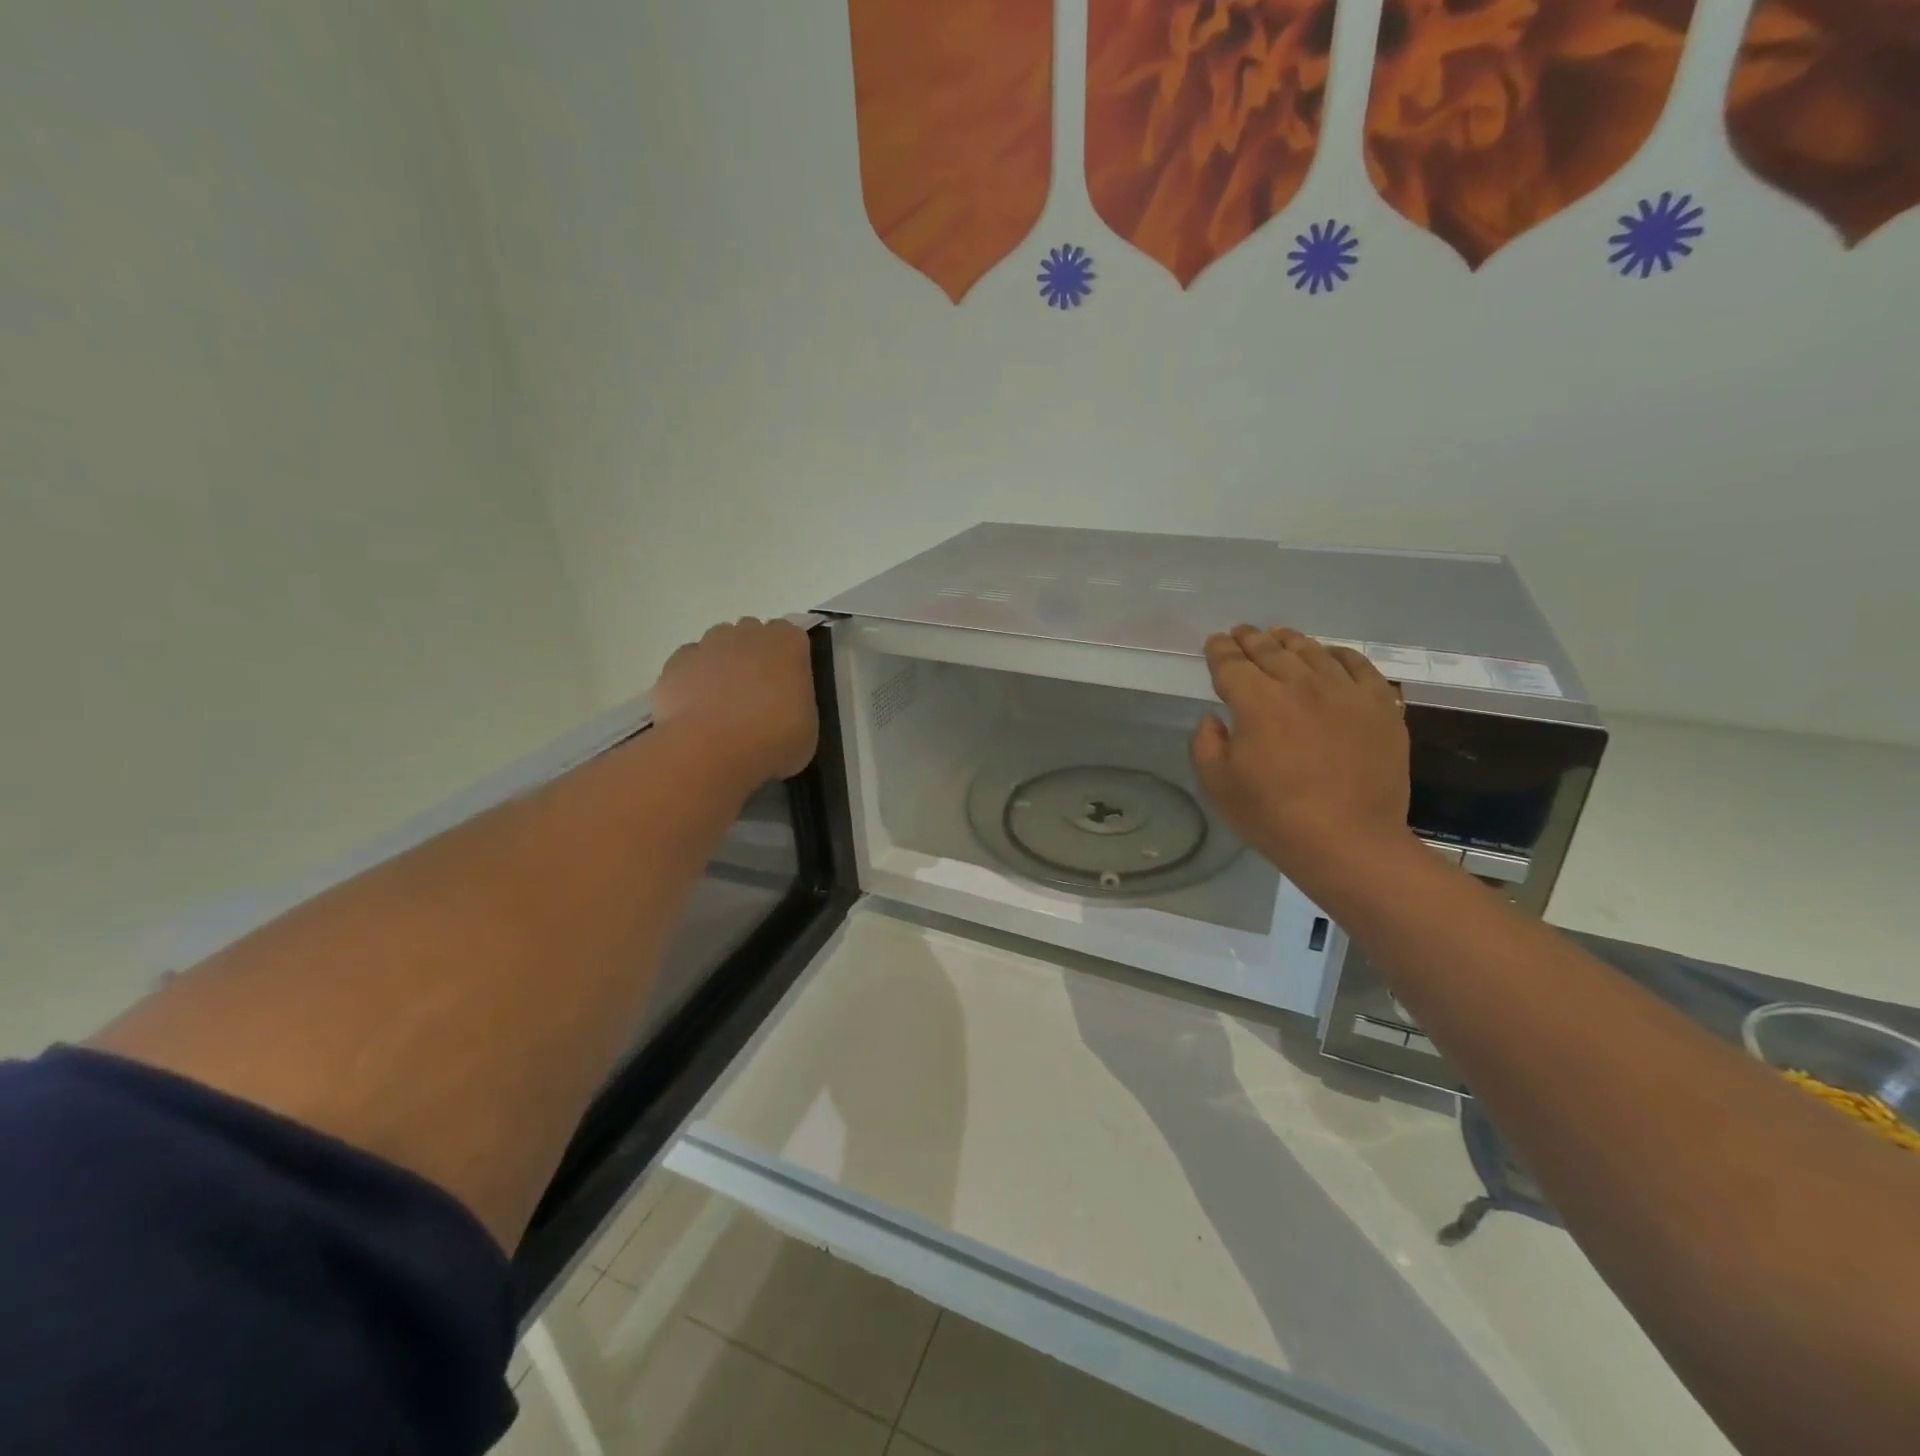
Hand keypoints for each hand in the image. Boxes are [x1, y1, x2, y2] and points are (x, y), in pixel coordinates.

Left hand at [654, 618, 818, 782]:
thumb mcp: (808, 727)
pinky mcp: (677, 663)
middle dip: (755, 656)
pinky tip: (697, 708)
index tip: (788, 685)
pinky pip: (689, 663)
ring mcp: (708, 645)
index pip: (792, 637)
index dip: (789, 659)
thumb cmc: (774, 738)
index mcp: (788, 644)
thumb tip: (786, 708)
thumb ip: (797, 704)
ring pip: (718, 643)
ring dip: (723, 663)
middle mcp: (748, 634)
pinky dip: (693, 679)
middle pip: (753, 634)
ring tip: (723, 702)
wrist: (713, 750)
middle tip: (757, 694)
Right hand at [1191, 626, 1411, 885]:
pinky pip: (1358, 666)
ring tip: (1279, 636)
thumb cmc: (1274, 817)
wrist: (1349, 842)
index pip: (1232, 664)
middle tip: (1240, 632)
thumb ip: (1206, 743)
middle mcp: (1300, 685)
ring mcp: (1345, 692)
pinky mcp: (1380, 706)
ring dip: (1290, 640)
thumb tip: (1213, 718)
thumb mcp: (1219, 785)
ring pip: (1313, 652)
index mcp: (1257, 702)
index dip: (1219, 651)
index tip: (1214, 644)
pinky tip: (1330, 656)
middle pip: (1270, 651)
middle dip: (1250, 639)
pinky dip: (1339, 655)